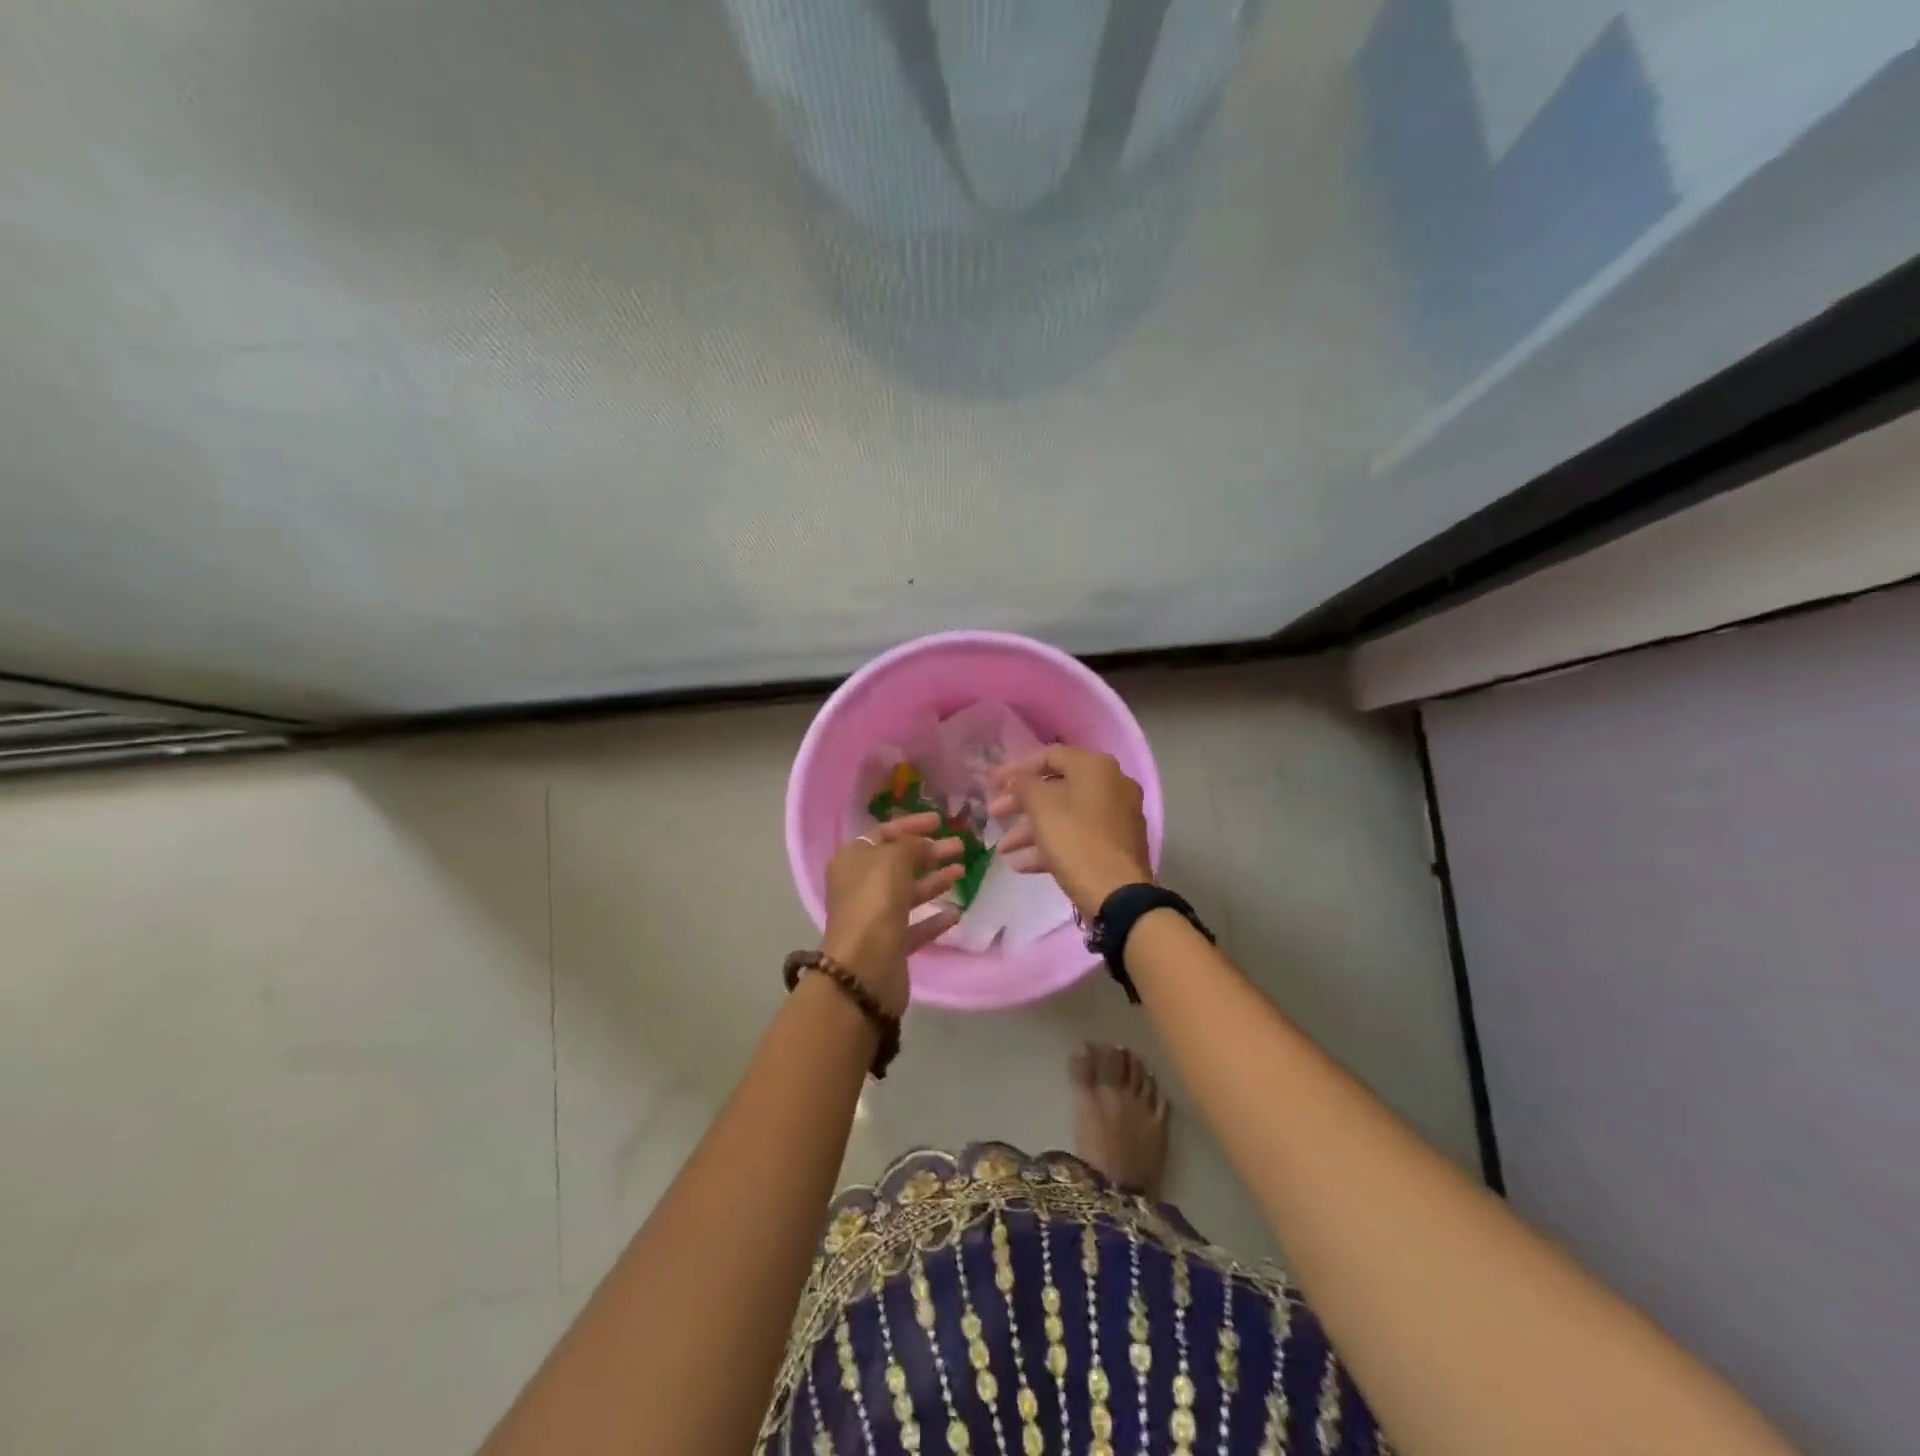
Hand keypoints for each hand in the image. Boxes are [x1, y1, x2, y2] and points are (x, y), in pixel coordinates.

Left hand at [819, 811, 963, 1015]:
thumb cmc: (875, 901)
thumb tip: (923, 844)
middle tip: (960, 846)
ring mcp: (874, 917)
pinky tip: (956, 913)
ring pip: (908, 893)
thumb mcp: (893, 859)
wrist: (865, 967)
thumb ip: (910, 845)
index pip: (883, 833)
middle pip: (898, 863)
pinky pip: (915, 925)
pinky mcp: (890, 945)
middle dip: (929, 852)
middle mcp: (860, 886)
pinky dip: (934, 918)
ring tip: (962, 872)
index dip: (912, 824)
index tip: (940, 821)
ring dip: (935, 881)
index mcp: (852, 860)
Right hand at [988, 746, 1152, 917]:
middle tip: (994, 816)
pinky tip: (1023, 865)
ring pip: (1066, 815)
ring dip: (1031, 829)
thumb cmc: (1076, 841)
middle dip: (1021, 803)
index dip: (1016, 768)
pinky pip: (1079, 835)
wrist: (1118, 895)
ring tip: (1004, 849)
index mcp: (1095, 767)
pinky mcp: (1117, 844)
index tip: (991, 784)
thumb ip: (1023, 785)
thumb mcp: (1041, 808)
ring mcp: (1117, 815)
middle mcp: (1111, 784)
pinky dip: (1052, 845)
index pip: (1049, 755)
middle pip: (1056, 787)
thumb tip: (1017, 779)